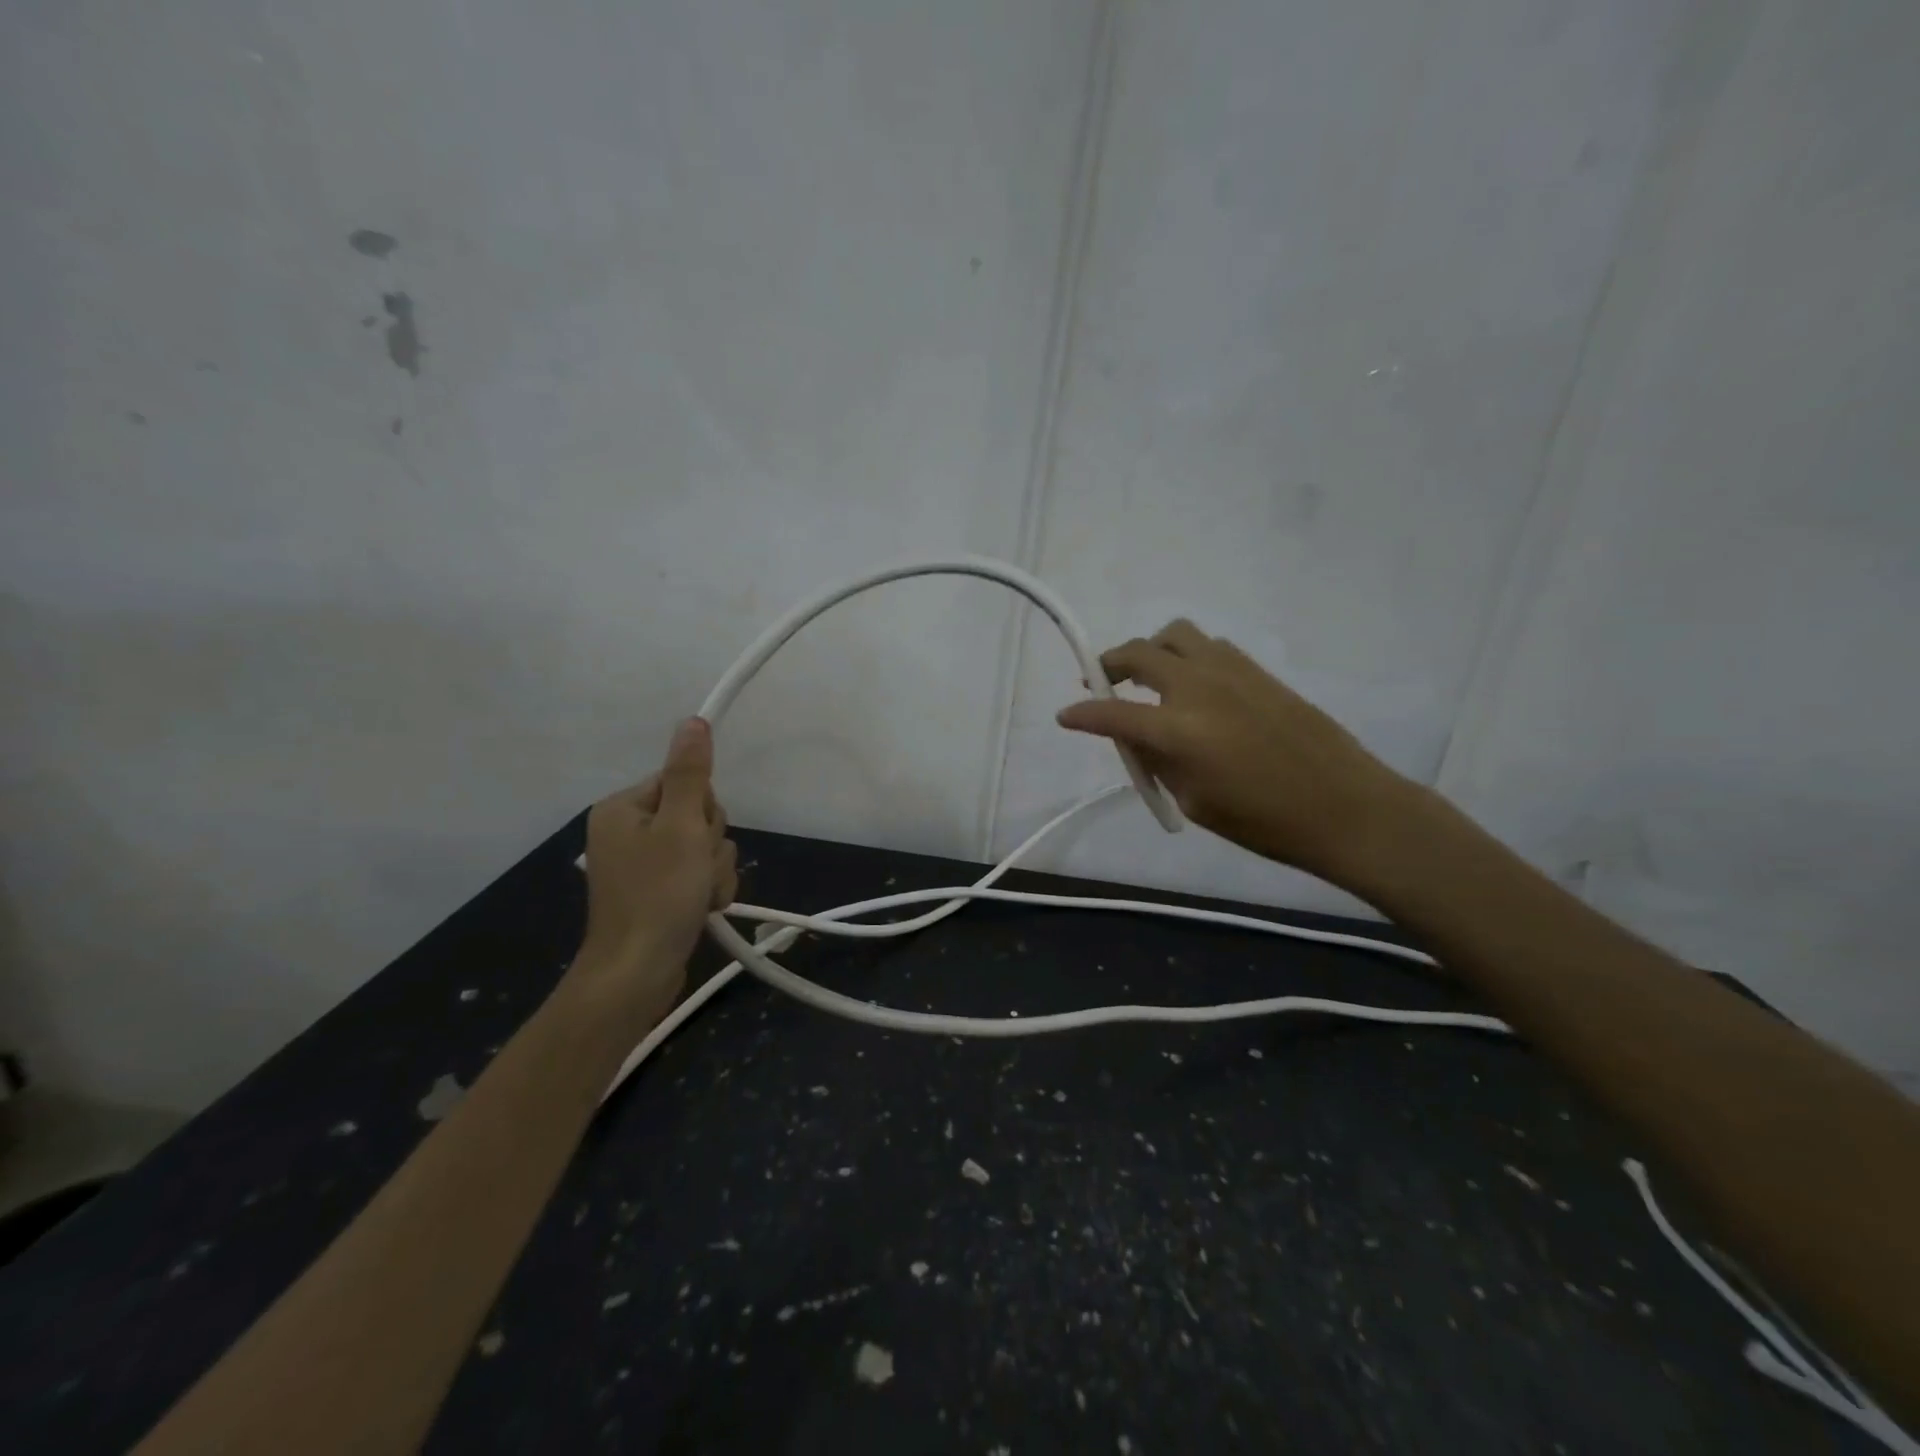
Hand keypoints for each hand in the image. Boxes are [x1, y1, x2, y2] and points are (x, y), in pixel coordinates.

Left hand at [573, 718, 737, 1025]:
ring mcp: (643, 864)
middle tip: (695, 870)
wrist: (637, 974)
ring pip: (704, 846)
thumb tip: (693, 721)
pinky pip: (698, 873)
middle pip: (697, 814)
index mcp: (623, 808)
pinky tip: (701, 908)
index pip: (684, 782)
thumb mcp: (680, 828)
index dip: (702, 810)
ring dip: (713, 870)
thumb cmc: (658, 896)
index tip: (694, 837)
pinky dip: (707, 889)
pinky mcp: (658, 891)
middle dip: (709, 844)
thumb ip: (690, 774)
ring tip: (699, 896)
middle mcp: (628, 830)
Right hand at [1056, 620, 1414, 884]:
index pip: (1113, 712)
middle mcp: (1199, 687)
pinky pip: (1209, 647)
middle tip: (1100, 682)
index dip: (1083, 715)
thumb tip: (1135, 735)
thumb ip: (1157, 760)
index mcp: (1179, 729)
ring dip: (1151, 650)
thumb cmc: (1263, 821)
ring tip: (1147, 676)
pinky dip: (1187, 656)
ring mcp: (1232, 671)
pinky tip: (1191, 685)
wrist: (1344, 806)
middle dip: (1109, 664)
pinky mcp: (1258, 670)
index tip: (1065, 717)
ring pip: (1176, 635)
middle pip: (1139, 652)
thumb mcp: (1193, 800)